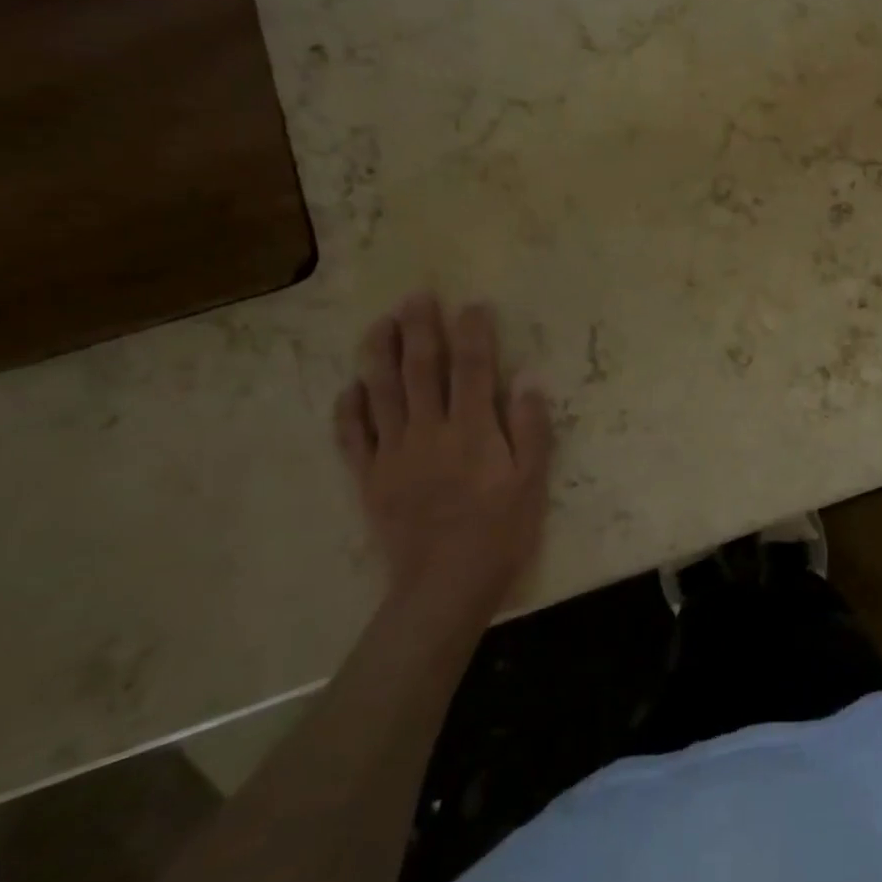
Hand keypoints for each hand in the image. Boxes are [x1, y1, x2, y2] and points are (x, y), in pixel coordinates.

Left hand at [333, 293, 553, 628]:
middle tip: (416, 295)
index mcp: (472, 430)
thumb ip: (530, 430)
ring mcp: (393, 453)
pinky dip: (349, 409)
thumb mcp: (532, 483)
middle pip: (422, 369)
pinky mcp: (369, 478)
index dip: (473, 333)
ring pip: (382, 393)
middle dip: (420, 329)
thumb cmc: (499, 533)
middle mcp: (429, 431)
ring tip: (380, 323)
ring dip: (380, 354)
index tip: (472, 304)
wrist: (443, 586)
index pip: (473, 368)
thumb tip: (528, 381)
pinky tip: (351, 387)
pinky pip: (353, 436)